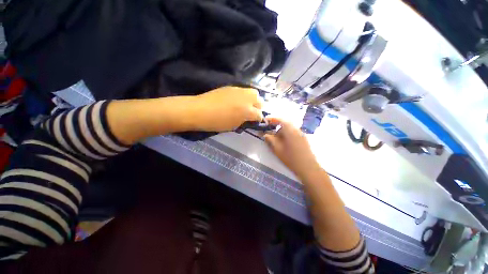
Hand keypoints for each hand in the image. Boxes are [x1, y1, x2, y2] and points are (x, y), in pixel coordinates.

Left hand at [193, 86, 263, 131]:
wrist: (200, 110)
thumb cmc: (217, 122)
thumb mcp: (233, 126)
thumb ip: (244, 121)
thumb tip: (248, 118)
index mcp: (247, 111)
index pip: (259, 114)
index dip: (258, 119)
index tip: (255, 121)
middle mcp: (246, 98)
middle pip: (259, 100)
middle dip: (258, 107)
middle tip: (251, 112)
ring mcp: (239, 91)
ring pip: (253, 92)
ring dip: (252, 100)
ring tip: (245, 105)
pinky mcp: (231, 87)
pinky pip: (242, 90)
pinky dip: (243, 96)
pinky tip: (236, 101)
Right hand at [264, 118, 320, 178]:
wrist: (308, 167)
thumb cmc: (290, 157)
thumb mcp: (277, 149)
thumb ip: (270, 140)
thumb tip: (265, 134)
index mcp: (290, 130)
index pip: (280, 119)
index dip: (272, 119)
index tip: (265, 121)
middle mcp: (296, 129)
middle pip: (285, 124)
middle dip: (276, 127)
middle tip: (270, 132)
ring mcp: (301, 134)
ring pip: (289, 129)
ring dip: (282, 131)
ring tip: (277, 140)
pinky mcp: (303, 139)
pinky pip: (293, 133)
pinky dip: (287, 135)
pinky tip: (285, 143)